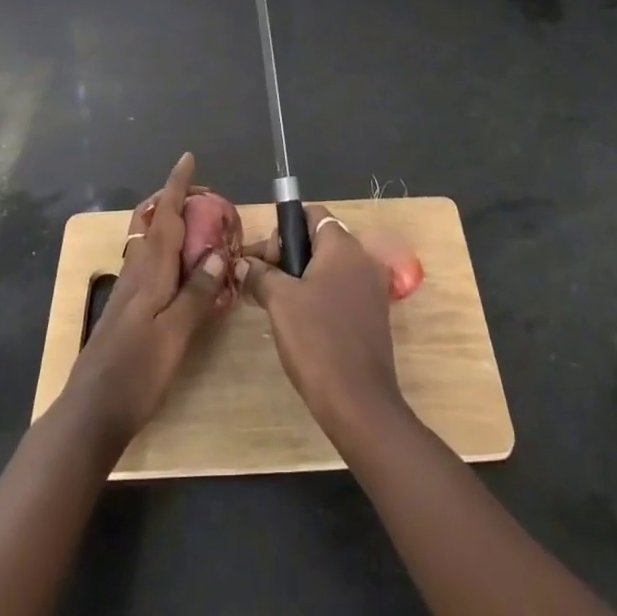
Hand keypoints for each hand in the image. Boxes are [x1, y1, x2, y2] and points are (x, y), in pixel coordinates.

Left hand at [67, 152, 234, 441]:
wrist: (91, 413)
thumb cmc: (136, 372)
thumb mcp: (176, 334)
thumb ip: (197, 293)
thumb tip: (218, 253)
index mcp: (149, 273)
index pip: (164, 218)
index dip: (176, 187)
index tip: (187, 159)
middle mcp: (136, 274)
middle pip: (155, 226)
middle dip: (175, 203)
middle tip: (204, 195)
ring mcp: (128, 293)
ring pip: (151, 245)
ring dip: (171, 226)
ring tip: (198, 224)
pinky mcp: (127, 311)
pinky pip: (151, 266)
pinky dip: (169, 253)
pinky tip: (181, 270)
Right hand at [237, 205, 405, 441]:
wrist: (358, 401)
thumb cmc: (316, 340)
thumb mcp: (279, 301)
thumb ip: (260, 273)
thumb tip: (244, 263)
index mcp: (343, 246)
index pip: (311, 214)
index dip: (283, 229)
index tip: (265, 258)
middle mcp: (362, 259)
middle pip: (319, 239)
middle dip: (287, 255)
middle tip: (262, 282)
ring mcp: (371, 288)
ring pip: (328, 267)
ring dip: (299, 277)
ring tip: (273, 303)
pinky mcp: (372, 314)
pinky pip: (339, 290)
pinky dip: (317, 295)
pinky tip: (297, 321)